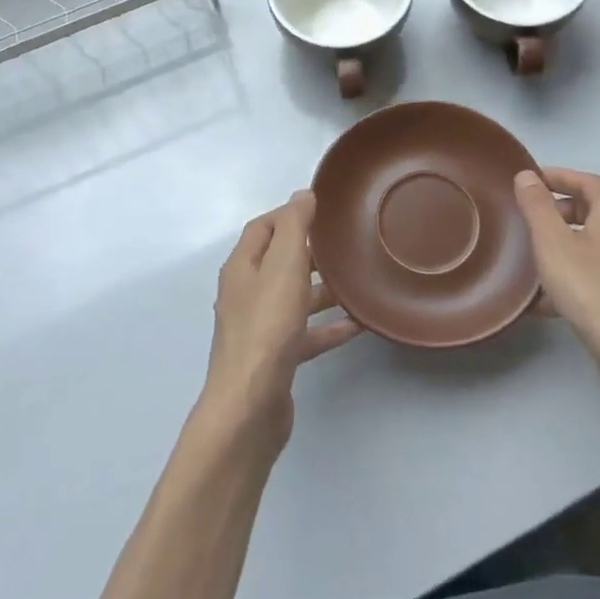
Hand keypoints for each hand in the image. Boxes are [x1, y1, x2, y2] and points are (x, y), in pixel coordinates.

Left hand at [201, 192, 360, 450]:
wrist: (250, 405)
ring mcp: (259, 328)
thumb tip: (303, 194)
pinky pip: (305, 333)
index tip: (322, 210)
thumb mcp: (284, 266)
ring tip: (357, 282)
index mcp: (242, 267)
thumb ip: (294, 226)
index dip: (288, 214)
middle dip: (309, 251)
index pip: (262, 228)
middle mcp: (246, 293)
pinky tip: (357, 325)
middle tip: (345, 244)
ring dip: (322, 289)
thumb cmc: (267, 327)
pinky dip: (327, 326)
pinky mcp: (275, 357)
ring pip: (293, 298)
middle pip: (278, 262)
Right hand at [513, 168, 599, 392]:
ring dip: (566, 244)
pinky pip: (599, 274)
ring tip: (535, 258)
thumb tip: (527, 175)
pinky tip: (549, 301)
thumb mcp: (553, 243)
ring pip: (596, 245)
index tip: (532, 180)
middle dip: (562, 209)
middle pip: (595, 211)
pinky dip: (575, 274)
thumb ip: (537, 206)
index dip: (560, 176)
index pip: (588, 181)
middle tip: (531, 218)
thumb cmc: (592, 290)